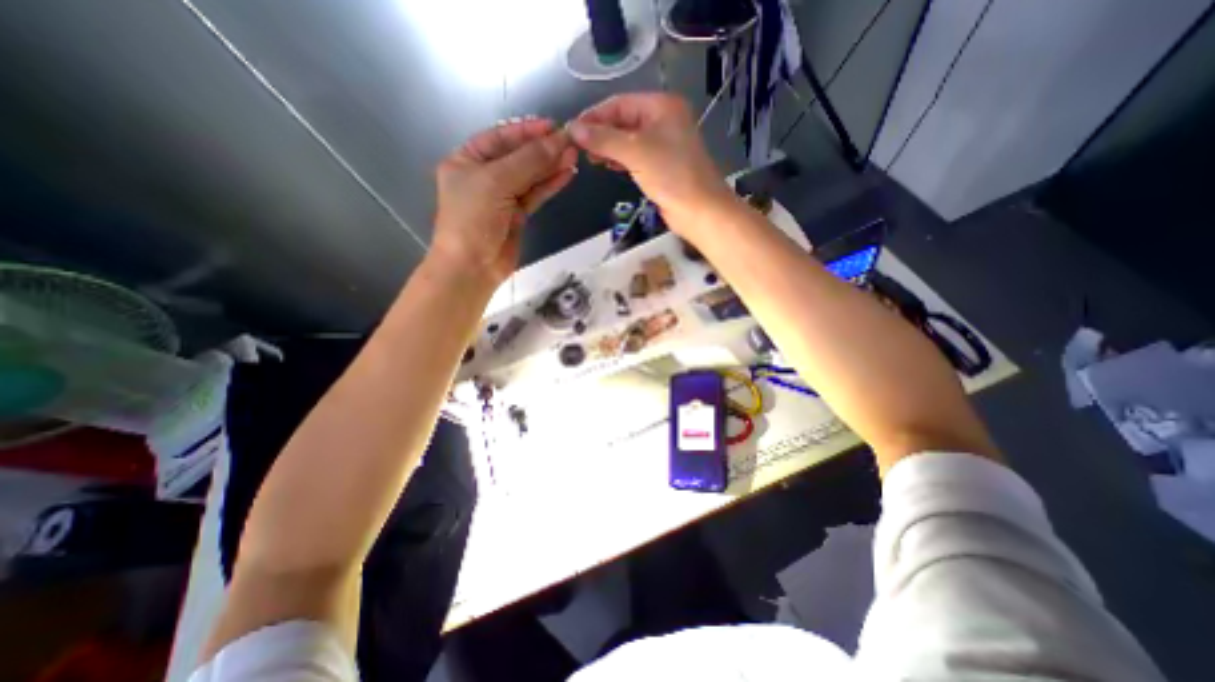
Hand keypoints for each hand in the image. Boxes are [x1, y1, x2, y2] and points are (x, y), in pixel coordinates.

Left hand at [431, 116, 577, 282]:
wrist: (473, 266)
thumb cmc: (473, 219)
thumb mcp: (496, 182)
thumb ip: (528, 161)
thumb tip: (558, 141)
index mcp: (467, 160)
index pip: (500, 138)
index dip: (526, 131)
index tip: (552, 126)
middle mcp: (485, 176)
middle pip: (518, 157)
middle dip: (542, 149)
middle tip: (570, 142)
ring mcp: (502, 197)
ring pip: (530, 177)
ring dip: (550, 167)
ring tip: (573, 157)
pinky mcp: (517, 216)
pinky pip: (535, 195)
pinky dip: (550, 185)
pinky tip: (566, 175)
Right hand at [571, 89, 729, 229]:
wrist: (699, 210)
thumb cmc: (671, 175)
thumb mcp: (636, 152)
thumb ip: (603, 139)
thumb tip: (572, 128)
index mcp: (661, 106)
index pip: (619, 103)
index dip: (595, 116)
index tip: (572, 131)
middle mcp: (662, 120)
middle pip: (623, 121)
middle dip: (601, 133)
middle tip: (578, 148)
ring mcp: (662, 144)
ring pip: (628, 140)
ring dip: (608, 147)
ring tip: (589, 158)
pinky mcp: (661, 165)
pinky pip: (635, 156)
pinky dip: (620, 160)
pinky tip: (607, 165)